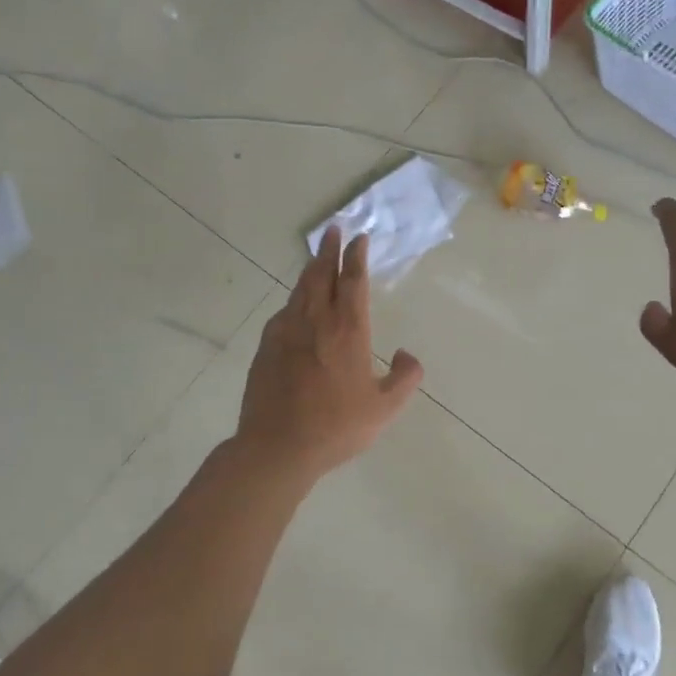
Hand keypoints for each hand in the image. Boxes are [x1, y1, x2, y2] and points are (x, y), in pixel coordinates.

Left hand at [234, 228, 423, 483]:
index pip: (353, 281)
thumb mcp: (384, 409)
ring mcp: (287, 331)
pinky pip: (284, 311)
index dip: (357, 256)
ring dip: (311, 269)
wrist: (278, 446)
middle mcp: (316, 321)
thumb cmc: (336, 427)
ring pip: (300, 289)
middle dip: (329, 249)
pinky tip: (295, 304)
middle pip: (322, 274)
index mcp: (348, 331)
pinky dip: (294, 299)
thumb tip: (408, 355)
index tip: (359, 238)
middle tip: (333, 229)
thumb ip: (405, 379)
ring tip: (317, 256)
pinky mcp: (267, 345)